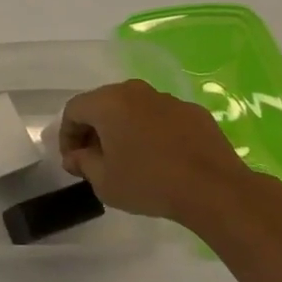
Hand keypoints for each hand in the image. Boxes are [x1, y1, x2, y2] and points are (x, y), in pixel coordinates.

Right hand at [58, 79, 257, 230]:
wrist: (215, 190)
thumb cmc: (149, 183)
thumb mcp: (105, 182)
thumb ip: (83, 164)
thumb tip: (75, 156)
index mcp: (108, 103)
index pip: (73, 110)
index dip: (66, 135)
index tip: (72, 161)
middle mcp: (134, 91)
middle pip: (103, 105)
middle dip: (94, 130)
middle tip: (95, 159)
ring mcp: (166, 99)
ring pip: (133, 109)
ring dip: (124, 129)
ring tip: (130, 159)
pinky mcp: (193, 112)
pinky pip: (161, 118)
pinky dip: (153, 132)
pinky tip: (162, 158)